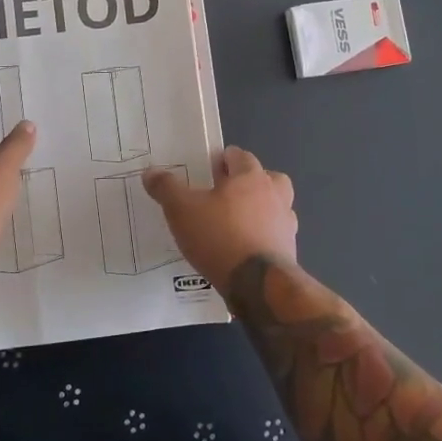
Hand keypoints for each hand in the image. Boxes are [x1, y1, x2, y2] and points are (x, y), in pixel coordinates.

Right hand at [143, 146, 297, 290]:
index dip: (224, 160)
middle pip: (268, 178)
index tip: (208, 171)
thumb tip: (151, 171)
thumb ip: (166, 188)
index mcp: (251, 177)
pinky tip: (245, 249)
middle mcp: (275, 195)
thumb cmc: (219, 236)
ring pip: (276, 206)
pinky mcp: (290, 250)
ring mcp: (286, 223)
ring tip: (237, 223)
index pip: (240, 156)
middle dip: (249, 182)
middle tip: (226, 194)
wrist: (258, 284)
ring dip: (261, 210)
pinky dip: (264, 237)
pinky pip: (276, 235)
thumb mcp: (181, 210)